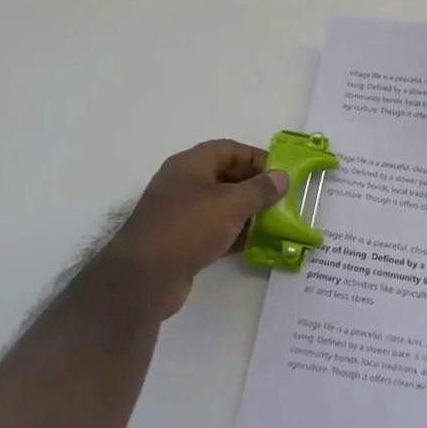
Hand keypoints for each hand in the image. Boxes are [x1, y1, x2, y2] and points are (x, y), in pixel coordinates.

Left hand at [99, 140, 289, 318]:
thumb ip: (260, 189)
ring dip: (246, 212)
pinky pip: (212, 229)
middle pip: (225, 176)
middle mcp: (183, 183)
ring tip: (275, 222)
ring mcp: (179, 213)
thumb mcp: (231, 204)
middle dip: (254, 186)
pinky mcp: (179, 240)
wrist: (144, 278)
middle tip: (282, 200)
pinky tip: (255, 244)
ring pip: (220, 205)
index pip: (229, 149)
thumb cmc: (188, 227)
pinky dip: (233, 233)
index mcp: (191, 164)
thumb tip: (282, 177)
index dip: (257, 158)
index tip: (281, 174)